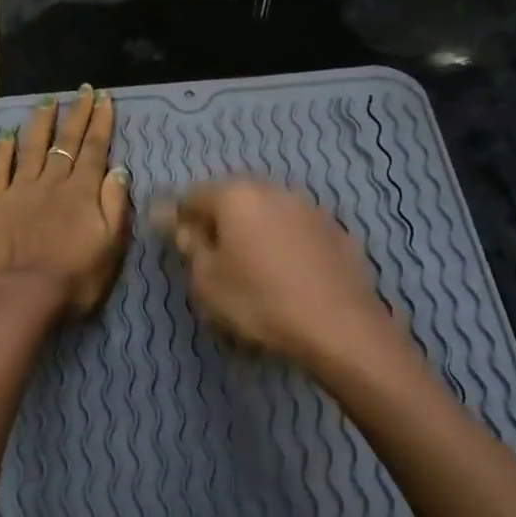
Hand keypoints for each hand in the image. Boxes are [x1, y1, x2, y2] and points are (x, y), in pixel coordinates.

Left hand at [0, 85, 131, 316]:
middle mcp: (52, 182)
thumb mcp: (112, 246)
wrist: (26, 295)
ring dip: (41, 123)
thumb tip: (119, 170)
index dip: (100, 123)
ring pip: (32, 147)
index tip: (104, 99)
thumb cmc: (76, 278)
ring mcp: (20, 190)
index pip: (94, 149)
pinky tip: (5, 135)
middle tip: (83, 91)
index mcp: (82, 192)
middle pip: (65, 141)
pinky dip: (3, 150)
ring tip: (47, 101)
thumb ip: (115, 205)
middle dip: (76, 114)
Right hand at [156, 180, 407, 367]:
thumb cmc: (258, 301)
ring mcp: (310, 208)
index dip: (179, 217)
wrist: (338, 326)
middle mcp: (274, 190)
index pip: (194, 195)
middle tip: (211, 256)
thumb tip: (178, 223)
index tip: (176, 243)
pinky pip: (296, 230)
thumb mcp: (207, 280)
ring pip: (268, 212)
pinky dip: (284, 243)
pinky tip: (285, 274)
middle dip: (219, 220)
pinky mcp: (337, 231)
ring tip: (250, 266)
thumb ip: (190, 245)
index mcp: (236, 196)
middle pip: (234, 198)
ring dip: (254, 230)